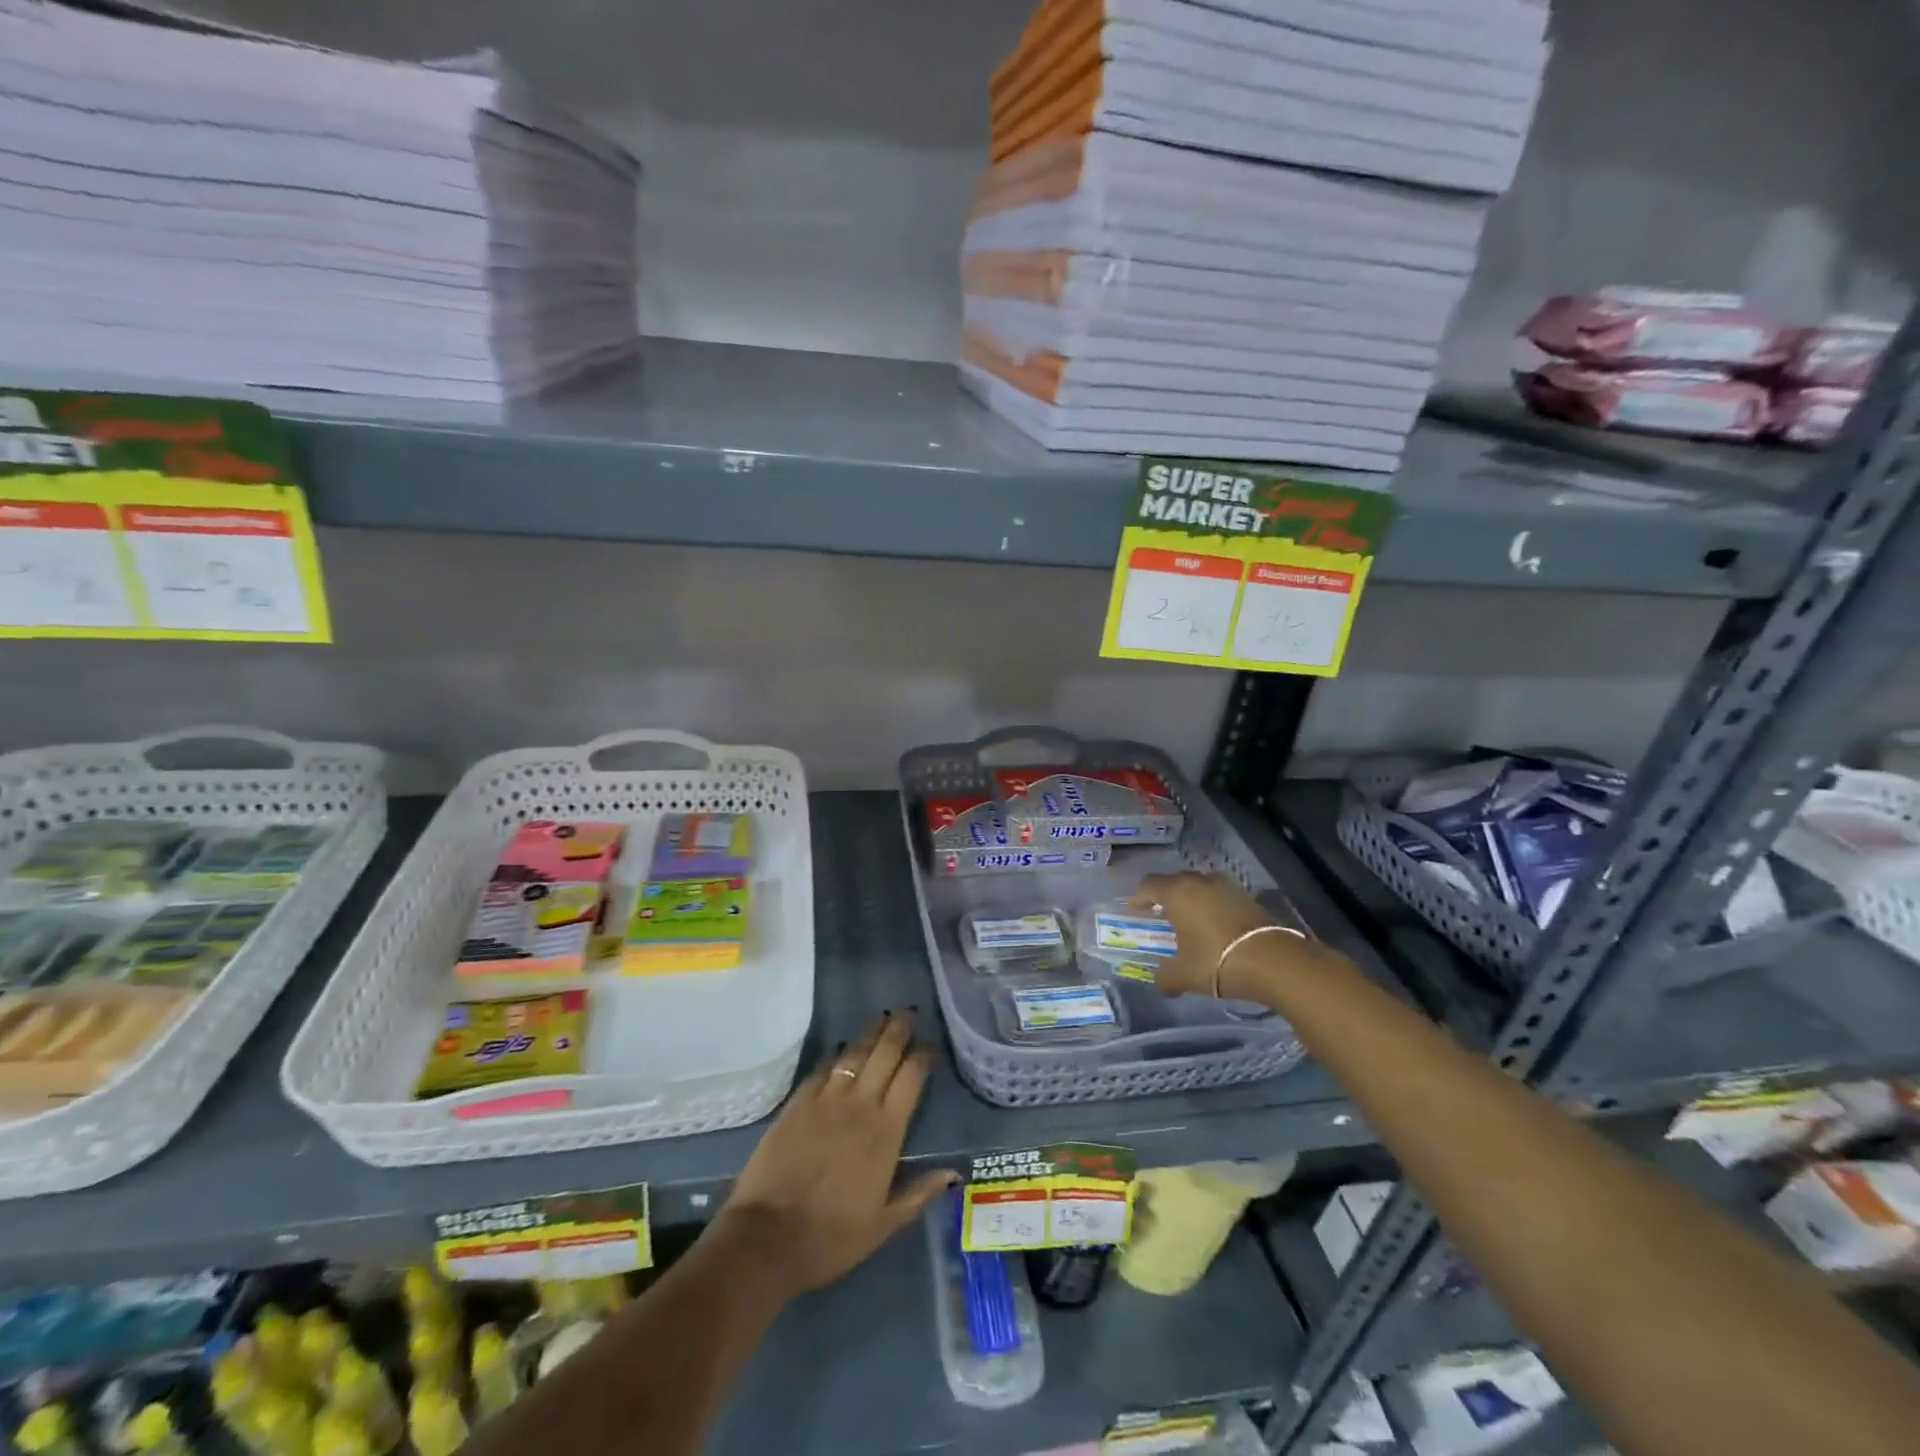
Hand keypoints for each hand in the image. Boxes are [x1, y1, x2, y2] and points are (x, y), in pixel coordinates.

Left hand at [720, 1012, 955, 1297]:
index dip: (922, 1056)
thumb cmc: (831, 1236)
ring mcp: (826, 1099)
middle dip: (898, 1030)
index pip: (911, 1077)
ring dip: (870, 1033)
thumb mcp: (883, 1225)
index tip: (929, 1046)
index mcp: (886, 1131)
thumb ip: (919, 1195)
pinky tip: (841, 1048)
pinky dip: (836, 1054)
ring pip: (854, 1053)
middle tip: (908, 1013)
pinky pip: (823, 1068)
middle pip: (885, 1053)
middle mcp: (860, 1104)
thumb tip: (953, 1174)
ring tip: (881, 1018)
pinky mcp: (798, 1102)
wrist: (767, 1237)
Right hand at [1131, 871, 1280, 998]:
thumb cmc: (1216, 961)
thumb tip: (1160, 981)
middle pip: (1175, 880)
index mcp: (1177, 893)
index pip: (1149, 886)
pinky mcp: (1248, 897)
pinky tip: (1214, 924)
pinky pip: (1220, 895)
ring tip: (1189, 916)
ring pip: (1200, 885)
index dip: (1139, 897)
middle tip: (1160, 911)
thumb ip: (1165, 977)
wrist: (1273, 961)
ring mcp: (1227, 887)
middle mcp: (1200, 882)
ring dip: (1191, 897)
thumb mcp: (1183, 975)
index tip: (1135, 909)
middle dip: (1165, 894)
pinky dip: (1212, 905)